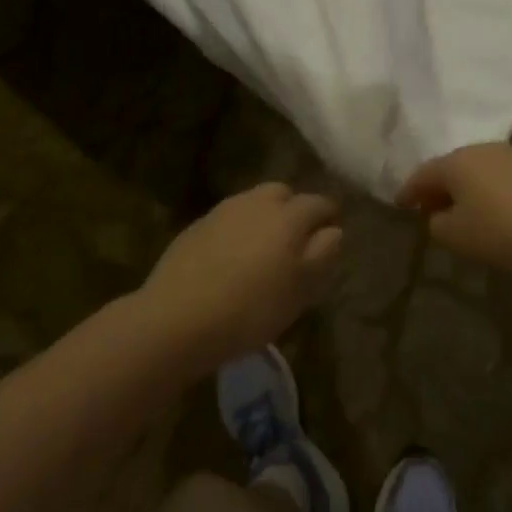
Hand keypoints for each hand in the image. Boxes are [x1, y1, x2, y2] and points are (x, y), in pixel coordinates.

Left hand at [139, 182, 342, 369]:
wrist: (177, 317)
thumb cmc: (251, 308)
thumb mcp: (301, 289)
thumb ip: (323, 254)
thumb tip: (333, 230)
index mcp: (289, 215)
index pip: (319, 202)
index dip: (329, 216)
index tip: (331, 235)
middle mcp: (257, 202)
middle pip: (284, 194)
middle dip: (294, 210)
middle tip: (295, 242)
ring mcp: (224, 210)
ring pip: (254, 202)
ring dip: (264, 217)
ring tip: (263, 249)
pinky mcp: (198, 225)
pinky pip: (229, 218)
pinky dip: (238, 229)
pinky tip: (232, 258)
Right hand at [398, 143, 511, 276]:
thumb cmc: (501, 231)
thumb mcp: (457, 236)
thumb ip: (436, 224)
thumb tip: (437, 216)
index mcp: (456, 161)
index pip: (422, 174)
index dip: (408, 190)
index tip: (399, 204)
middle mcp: (479, 149)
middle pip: (450, 167)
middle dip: (438, 188)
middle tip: (430, 210)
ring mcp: (509, 154)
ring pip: (476, 170)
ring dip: (465, 188)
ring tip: (462, 212)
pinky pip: (499, 176)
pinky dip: (488, 190)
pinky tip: (493, 210)